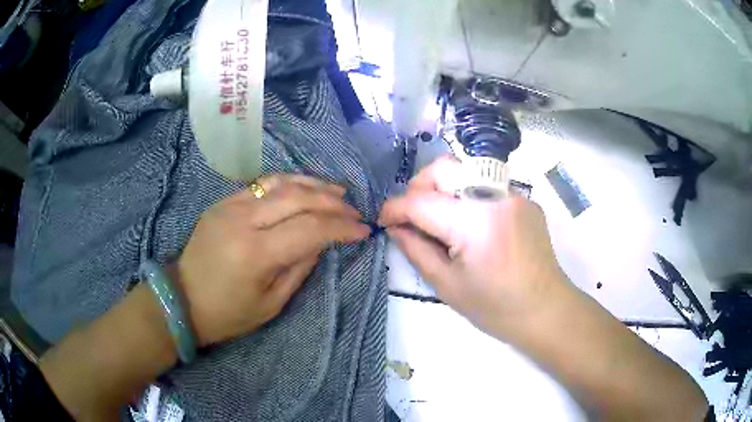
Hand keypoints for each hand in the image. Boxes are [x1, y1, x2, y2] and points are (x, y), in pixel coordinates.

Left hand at [176, 175, 369, 345]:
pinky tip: (304, 188)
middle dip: (332, 201)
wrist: (182, 298)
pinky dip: (289, 183)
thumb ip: (300, 268)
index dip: (341, 227)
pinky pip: (262, 185)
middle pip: (298, 198)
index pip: (310, 229)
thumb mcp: (272, 304)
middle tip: (353, 209)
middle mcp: (243, 221)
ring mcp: (230, 206)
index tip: (363, 230)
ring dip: (313, 185)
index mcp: (256, 253)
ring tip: (338, 190)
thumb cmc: (228, 313)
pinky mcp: (223, 201)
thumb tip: (323, 241)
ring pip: (281, 183)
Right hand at [378, 157, 567, 337]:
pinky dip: (468, 199)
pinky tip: (471, 227)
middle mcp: (495, 196)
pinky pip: (486, 186)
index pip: (421, 201)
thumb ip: (415, 250)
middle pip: (443, 167)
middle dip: (418, 186)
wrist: (546, 310)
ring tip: (440, 221)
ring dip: (443, 190)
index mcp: (474, 222)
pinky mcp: (524, 199)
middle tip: (412, 215)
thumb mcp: (447, 285)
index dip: (394, 208)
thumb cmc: (496, 307)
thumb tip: (395, 228)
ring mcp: (514, 194)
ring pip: (465, 172)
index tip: (383, 220)